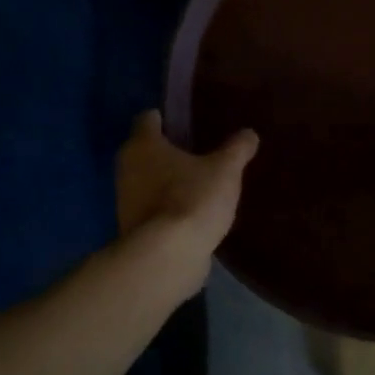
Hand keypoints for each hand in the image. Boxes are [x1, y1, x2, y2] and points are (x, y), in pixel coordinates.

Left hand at [116, 112, 258, 294]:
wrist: (167, 256)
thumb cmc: (193, 199)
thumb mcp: (225, 170)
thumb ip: (237, 149)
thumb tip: (249, 134)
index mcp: (143, 145)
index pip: (148, 119)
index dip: (167, 117)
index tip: (188, 121)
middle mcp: (126, 168)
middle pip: (147, 151)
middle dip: (170, 151)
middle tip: (202, 151)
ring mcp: (126, 200)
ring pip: (149, 180)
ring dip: (169, 181)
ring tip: (201, 183)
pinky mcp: (134, 228)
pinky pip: (154, 208)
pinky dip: (169, 207)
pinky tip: (194, 212)